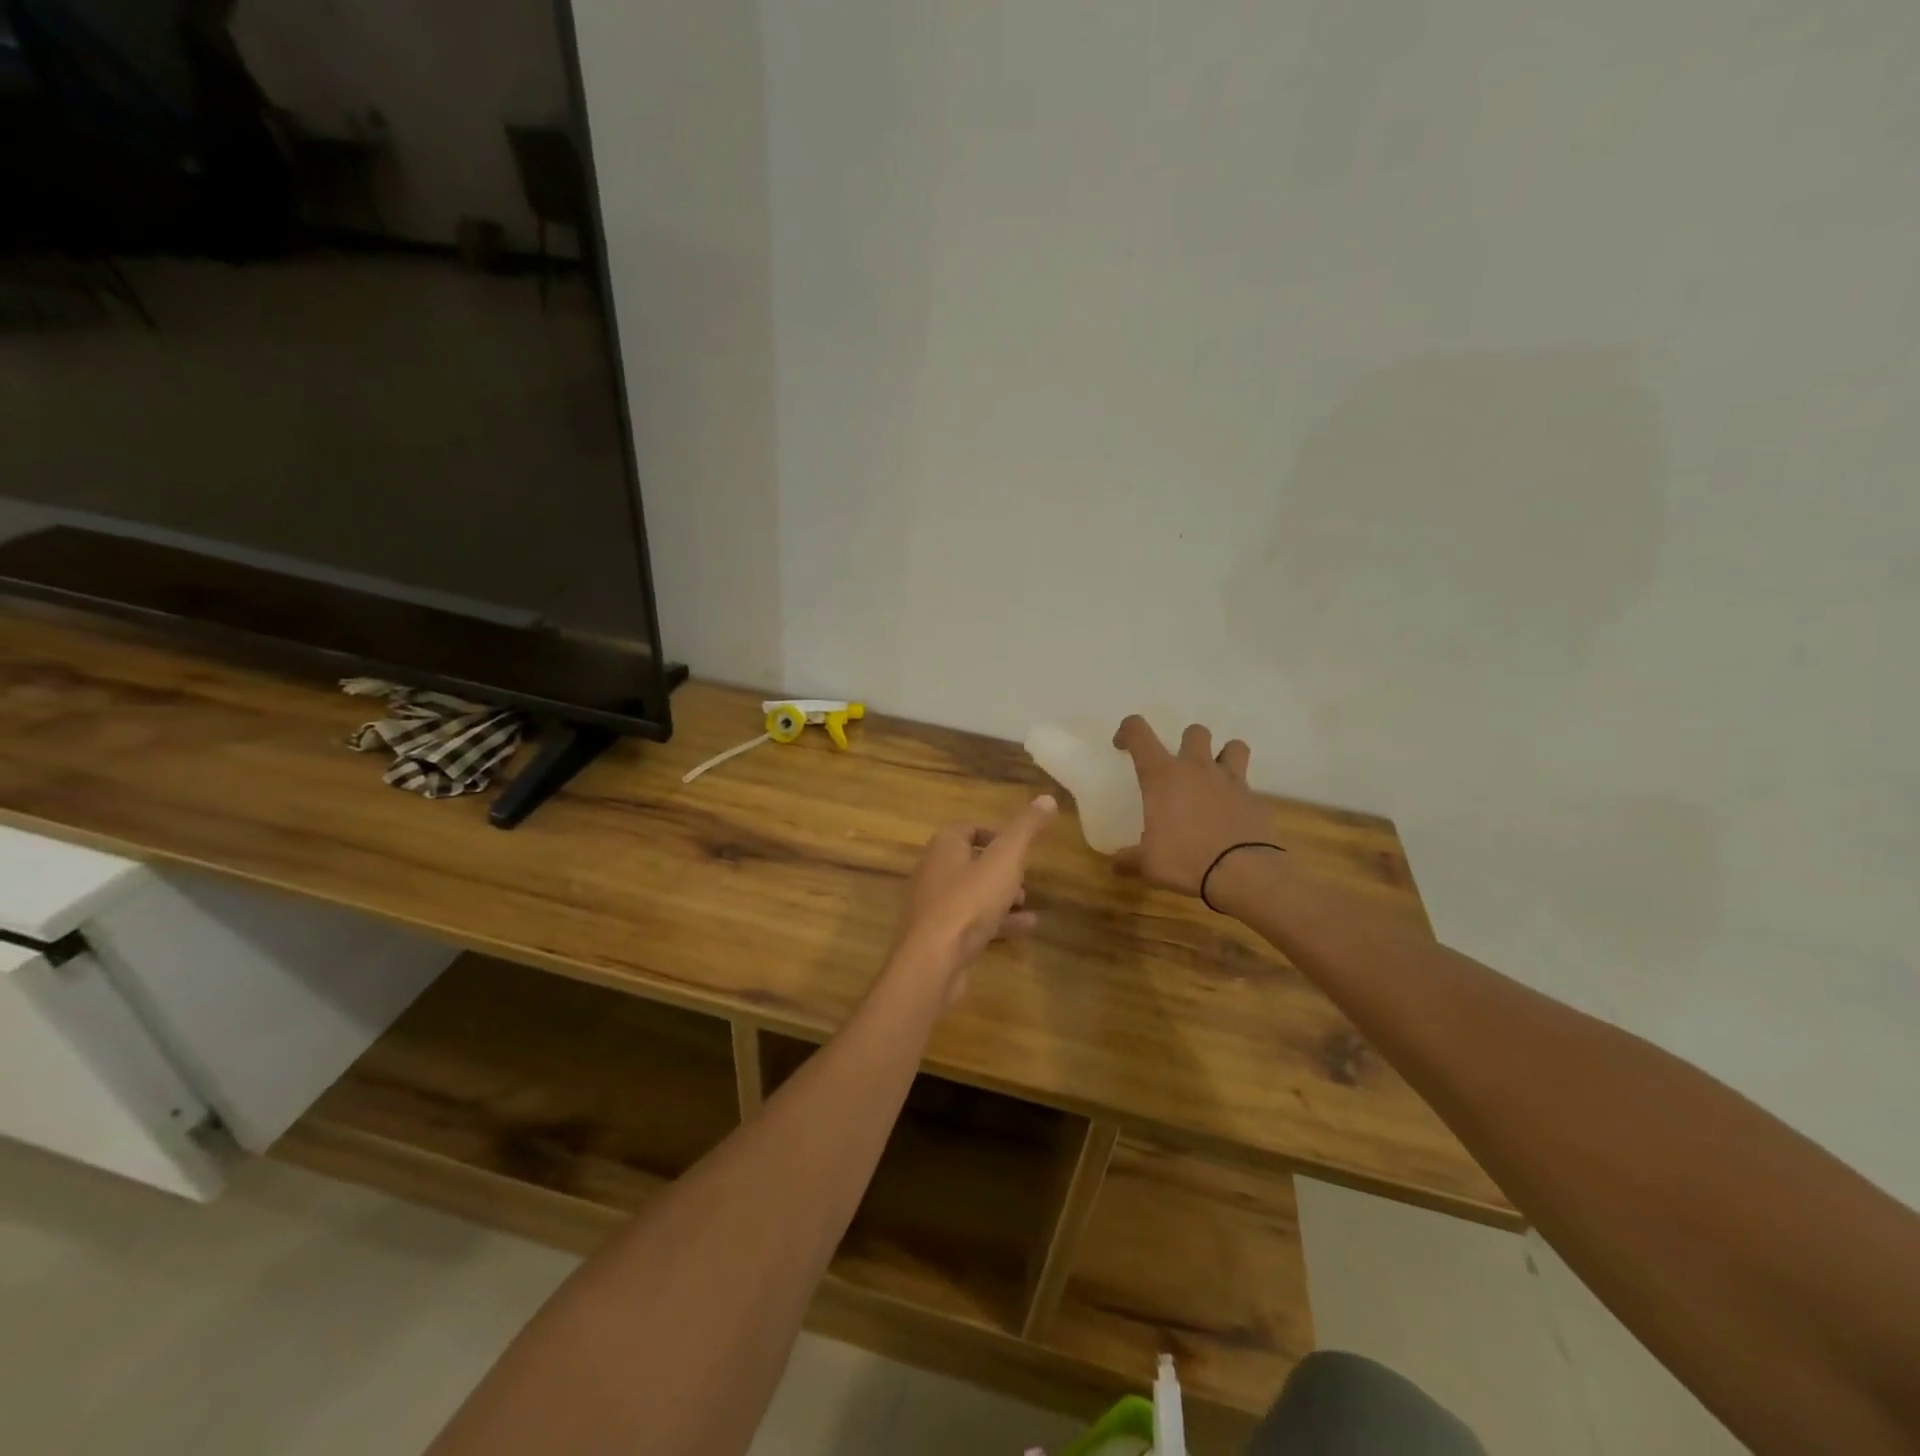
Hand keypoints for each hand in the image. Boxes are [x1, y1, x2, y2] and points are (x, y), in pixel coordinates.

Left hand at [887, 795, 1057, 999]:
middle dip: (1001, 868)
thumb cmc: (969, 902)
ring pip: (972, 893)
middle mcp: (934, 870)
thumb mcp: (1005, 860)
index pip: (969, 828)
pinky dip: (997, 921)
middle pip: (971, 861)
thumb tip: (1048, 798)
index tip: (1021, 846)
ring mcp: (934, 905)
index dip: (997, 833)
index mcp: (944, 846)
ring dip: (1001, 896)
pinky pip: (971, 921)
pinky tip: (1024, 928)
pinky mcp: (939, 936)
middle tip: (1025, 878)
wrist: (933, 961)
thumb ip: (1026, 829)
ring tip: (1027, 903)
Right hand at [1112, 717, 1278, 896]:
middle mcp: (1196, 768)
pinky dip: (1239, 793)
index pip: (1139, 732)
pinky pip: (1247, 784)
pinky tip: (1232, 813)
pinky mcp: (1254, 798)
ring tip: (1215, 777)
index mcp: (1162, 776)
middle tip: (1179, 769)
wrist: (1242, 873)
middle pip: (1194, 732)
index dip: (1127, 731)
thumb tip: (1117, 865)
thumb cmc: (1185, 859)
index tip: (1123, 746)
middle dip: (1185, 743)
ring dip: (1223, 756)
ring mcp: (1230, 780)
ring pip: (1233, 746)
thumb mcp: (1148, 864)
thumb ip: (1131, 859)